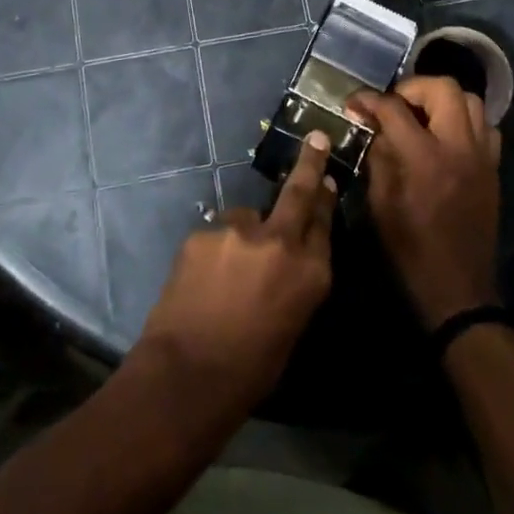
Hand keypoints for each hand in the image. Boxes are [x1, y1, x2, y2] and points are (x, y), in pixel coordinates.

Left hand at [134, 130, 335, 417]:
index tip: (325, 178)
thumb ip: (295, 281)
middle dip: (309, 163)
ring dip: (243, 236)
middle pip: (299, 193)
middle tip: (316, 139)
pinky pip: (216, 236)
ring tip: (225, 274)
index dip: (324, 198)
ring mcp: (239, 232)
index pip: (324, 223)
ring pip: (246, 219)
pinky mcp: (204, 232)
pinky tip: (204, 280)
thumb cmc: (250, 368)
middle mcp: (280, 242)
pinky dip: (215, 251)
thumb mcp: (292, 325)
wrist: (188, 374)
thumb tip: (289, 256)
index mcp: (312, 274)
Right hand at [351, 76, 502, 327]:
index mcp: (424, 158)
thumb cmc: (411, 251)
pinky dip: (464, 121)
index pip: (395, 108)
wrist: (459, 291)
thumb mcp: (380, 205)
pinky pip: (485, 126)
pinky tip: (446, 137)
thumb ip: (379, 158)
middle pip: (443, 88)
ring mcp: (482, 156)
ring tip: (420, 115)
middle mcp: (459, 148)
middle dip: (412, 88)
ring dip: (441, 99)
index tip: (354, 103)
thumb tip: (375, 128)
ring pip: (470, 100)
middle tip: (393, 105)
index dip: (369, 100)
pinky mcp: (493, 169)